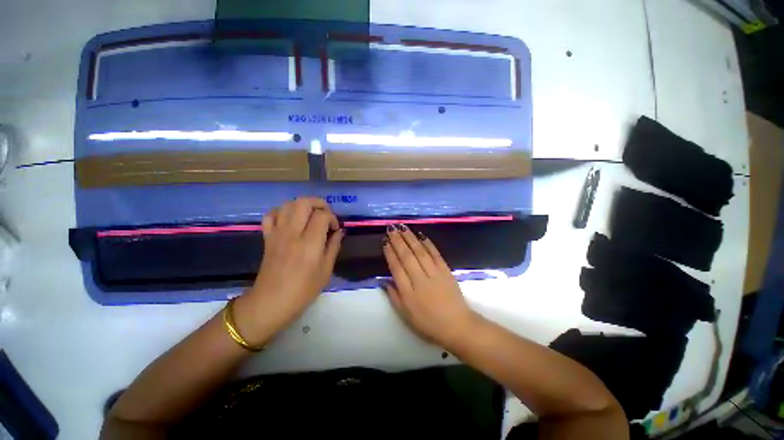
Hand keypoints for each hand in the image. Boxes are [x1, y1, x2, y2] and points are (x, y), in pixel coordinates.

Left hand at [233, 197, 342, 344]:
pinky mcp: (267, 237)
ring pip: (287, 204)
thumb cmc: (303, 290)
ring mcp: (277, 233)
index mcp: (310, 243)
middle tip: (325, 215)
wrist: (270, 303)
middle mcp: (292, 233)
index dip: (332, 218)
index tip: (335, 230)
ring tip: (310, 216)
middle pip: (303, 202)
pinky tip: (290, 220)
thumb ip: (334, 246)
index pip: (322, 215)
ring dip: (302, 205)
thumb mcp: (326, 270)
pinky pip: (271, 215)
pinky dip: (282, 212)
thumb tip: (340, 232)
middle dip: (319, 203)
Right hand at [382, 224, 478, 346]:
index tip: (385, 241)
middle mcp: (420, 280)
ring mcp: (434, 273)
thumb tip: (385, 280)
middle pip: (407, 256)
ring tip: (402, 227)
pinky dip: (428, 243)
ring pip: (420, 252)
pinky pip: (435, 254)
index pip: (396, 268)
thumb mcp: (405, 315)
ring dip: (410, 238)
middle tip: (391, 228)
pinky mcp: (446, 270)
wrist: (457, 325)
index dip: (390, 253)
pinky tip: (421, 235)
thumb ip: (394, 297)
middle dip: (398, 240)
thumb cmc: (428, 323)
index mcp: (408, 292)